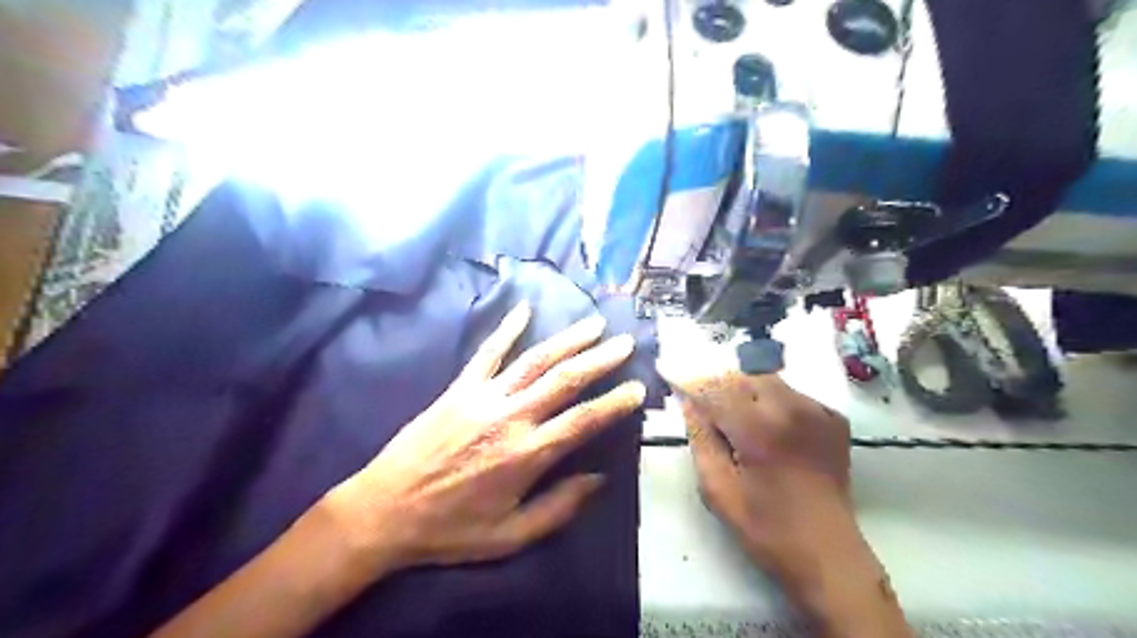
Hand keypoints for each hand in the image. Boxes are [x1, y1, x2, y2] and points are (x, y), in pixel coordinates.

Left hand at [329, 302, 647, 575]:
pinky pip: (487, 353)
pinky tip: (524, 309)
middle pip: (564, 380)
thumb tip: (598, 479)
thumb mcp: (510, 536)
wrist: (385, 510)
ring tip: (593, 324)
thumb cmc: (450, 529)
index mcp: (527, 455)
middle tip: (624, 343)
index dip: (614, 404)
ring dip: (567, 340)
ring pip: (534, 360)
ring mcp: (483, 397)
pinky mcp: (459, 388)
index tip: (637, 388)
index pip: (583, 421)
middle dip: (599, 359)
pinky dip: (506, 329)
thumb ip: (558, 508)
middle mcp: (511, 417)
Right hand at [658, 361, 862, 589]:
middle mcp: (791, 408)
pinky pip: (793, 394)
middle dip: (720, 386)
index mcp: (759, 429)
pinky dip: (774, 403)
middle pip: (743, 377)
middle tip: (707, 407)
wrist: (829, 555)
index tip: (669, 371)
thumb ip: (700, 438)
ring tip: (739, 421)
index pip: (715, 388)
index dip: (690, 380)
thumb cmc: (766, 528)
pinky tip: (770, 430)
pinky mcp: (834, 419)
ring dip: (746, 393)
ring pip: (768, 381)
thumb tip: (688, 402)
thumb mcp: (718, 489)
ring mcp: (817, 411)